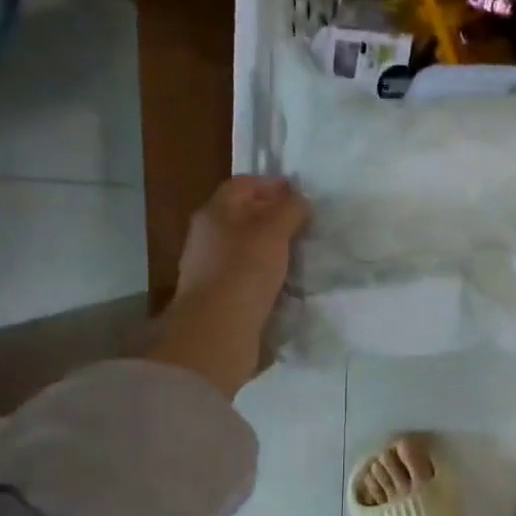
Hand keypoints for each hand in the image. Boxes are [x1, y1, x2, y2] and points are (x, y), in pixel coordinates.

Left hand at [146, 176, 308, 395]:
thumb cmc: (244, 272)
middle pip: (243, 215)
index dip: (272, 184)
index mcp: (215, 213)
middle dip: (274, 216)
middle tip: (306, 223)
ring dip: (272, 247)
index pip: (243, 185)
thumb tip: (300, 198)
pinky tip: (287, 281)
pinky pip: (248, 275)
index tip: (302, 193)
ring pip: (247, 247)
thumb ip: (289, 210)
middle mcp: (208, 236)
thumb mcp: (273, 232)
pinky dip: (268, 273)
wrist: (218, 331)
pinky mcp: (221, 297)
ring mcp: (212, 268)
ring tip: (302, 252)